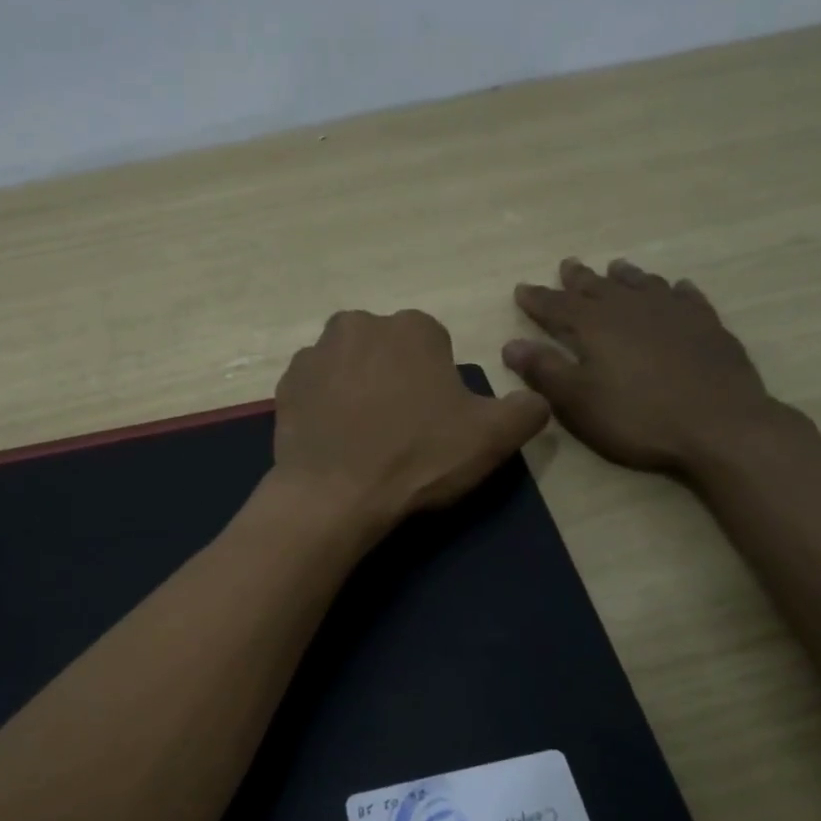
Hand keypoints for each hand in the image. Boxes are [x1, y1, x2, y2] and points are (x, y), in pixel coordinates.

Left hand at [270, 309, 548, 533]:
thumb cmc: (418, 459)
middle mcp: (359, 324)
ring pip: (349, 366)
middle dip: (396, 379)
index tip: (433, 421)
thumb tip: (535, 399)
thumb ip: (526, 409)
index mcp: (412, 327)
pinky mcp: (286, 385)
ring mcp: (315, 353)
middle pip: (388, 351)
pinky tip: (335, 440)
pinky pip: (316, 389)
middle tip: (400, 430)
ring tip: (365, 438)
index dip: (438, 385)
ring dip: (358, 389)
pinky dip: (326, 406)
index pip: (434, 347)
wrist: (335, 496)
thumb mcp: (492, 438)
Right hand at [504, 258, 779, 476]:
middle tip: (568, 265)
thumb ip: (544, 370)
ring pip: (642, 284)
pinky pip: (686, 298)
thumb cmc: (637, 417)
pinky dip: (675, 291)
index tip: (521, 288)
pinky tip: (677, 289)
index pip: (557, 306)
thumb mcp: (577, 401)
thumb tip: (511, 345)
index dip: (537, 299)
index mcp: (595, 325)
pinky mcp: (707, 326)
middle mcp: (631, 308)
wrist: (719, 425)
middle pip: (599, 287)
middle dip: (579, 279)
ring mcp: (673, 313)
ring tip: (616, 268)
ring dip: (625, 277)